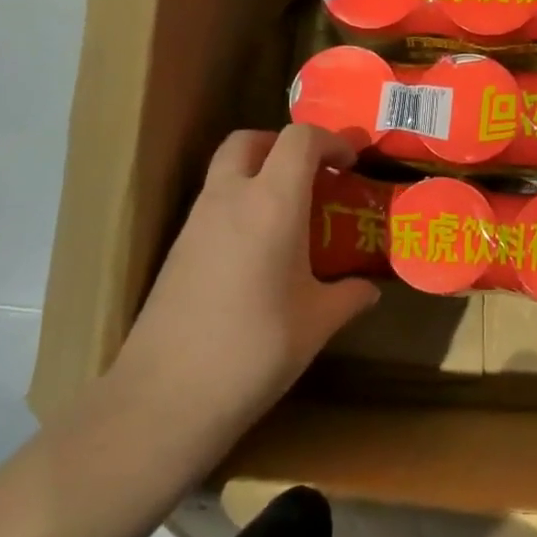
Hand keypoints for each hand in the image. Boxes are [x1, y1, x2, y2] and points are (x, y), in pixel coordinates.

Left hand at [99, 125, 379, 456]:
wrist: (166, 396)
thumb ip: (348, 297)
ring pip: (226, 170)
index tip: (351, 165)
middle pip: (249, 140)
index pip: (299, 139)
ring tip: (291, 215)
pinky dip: (240, 205)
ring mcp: (196, 222)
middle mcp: (229, 199)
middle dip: (284, 145)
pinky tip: (259, 251)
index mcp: (272, 204)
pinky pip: (213, 204)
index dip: (330, 141)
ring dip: (259, 173)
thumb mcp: (317, 323)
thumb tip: (370, 290)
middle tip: (313, 175)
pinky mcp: (177, 248)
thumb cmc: (256, 350)